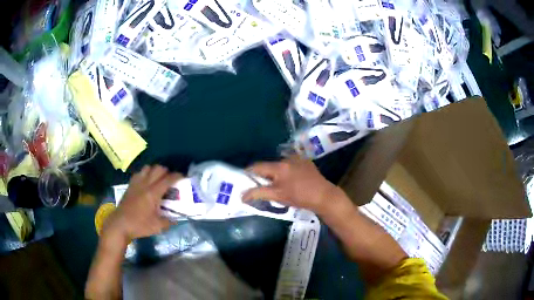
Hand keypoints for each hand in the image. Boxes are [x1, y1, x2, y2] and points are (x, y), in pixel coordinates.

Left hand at [103, 165, 181, 241]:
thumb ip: (169, 221)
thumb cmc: (139, 225)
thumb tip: (175, 219)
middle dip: (167, 172)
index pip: (168, 179)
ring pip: (148, 168)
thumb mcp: (157, 227)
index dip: (177, 176)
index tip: (183, 177)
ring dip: (155, 171)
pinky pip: (139, 173)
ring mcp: (136, 183)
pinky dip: (145, 174)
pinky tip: (146, 183)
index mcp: (153, 193)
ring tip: (158, 180)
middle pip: (158, 169)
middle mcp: (145, 184)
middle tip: (170, 180)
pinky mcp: (130, 185)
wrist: (120, 224)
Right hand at [242, 156, 340, 214]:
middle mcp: (287, 158)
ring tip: (277, 185)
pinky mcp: (306, 162)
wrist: (324, 196)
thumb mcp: (278, 196)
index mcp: (279, 166)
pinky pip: (290, 165)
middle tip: (260, 186)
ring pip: (280, 166)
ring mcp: (298, 159)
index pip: (257, 167)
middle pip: (269, 166)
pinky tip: (291, 182)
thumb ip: (259, 193)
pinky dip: (286, 172)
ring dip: (275, 174)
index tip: (244, 180)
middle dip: (263, 175)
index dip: (249, 173)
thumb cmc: (300, 197)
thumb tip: (242, 195)